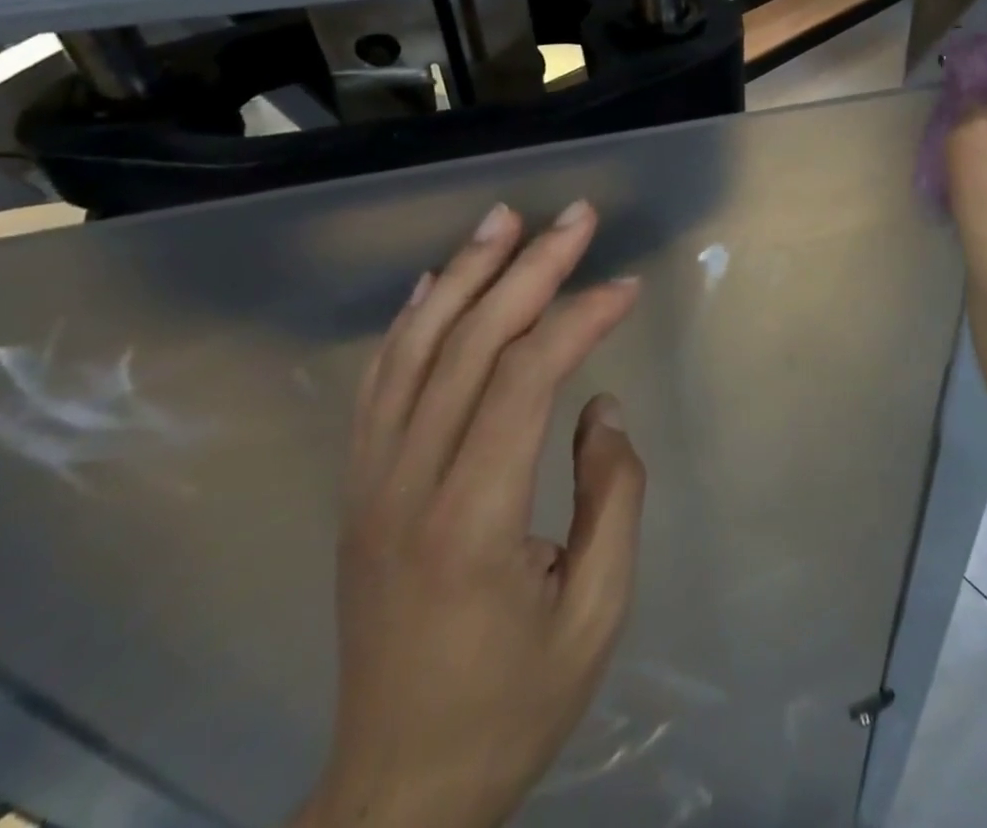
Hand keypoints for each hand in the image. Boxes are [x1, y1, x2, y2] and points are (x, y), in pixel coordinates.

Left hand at [297, 200, 646, 827]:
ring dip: (463, 274)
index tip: (628, 287)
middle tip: (575, 216)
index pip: (526, 380)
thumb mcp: (595, 615)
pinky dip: (410, 321)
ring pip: (414, 349)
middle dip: (528, 269)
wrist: (395, 793)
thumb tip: (602, 406)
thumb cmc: (510, 707)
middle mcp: (406, 485)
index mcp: (471, 520)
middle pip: (468, 345)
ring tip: (503, 219)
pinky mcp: (359, 489)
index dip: (581, 319)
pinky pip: (380, 383)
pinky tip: (434, 283)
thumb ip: (611, 497)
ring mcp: (370, 483)